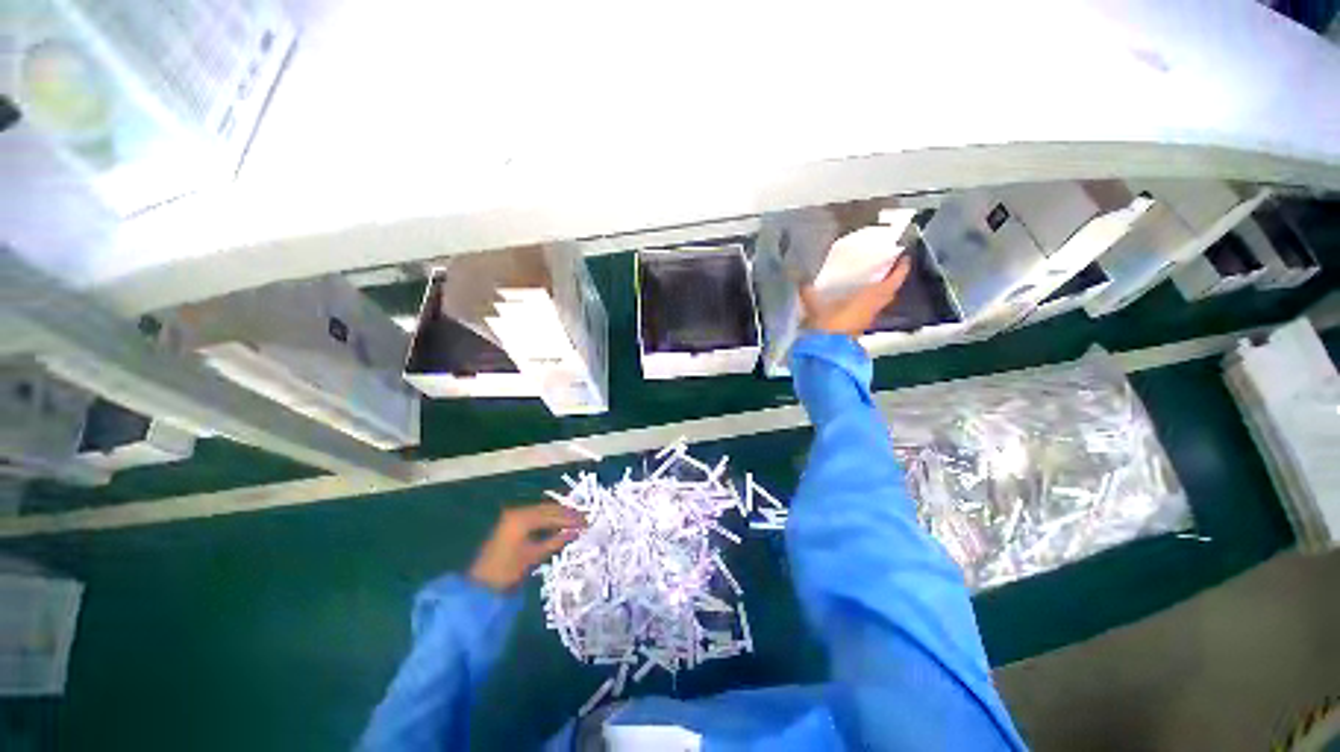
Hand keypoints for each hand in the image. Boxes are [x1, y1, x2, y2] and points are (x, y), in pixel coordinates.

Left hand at [469, 503, 584, 591]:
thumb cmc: (507, 571)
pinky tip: (558, 524)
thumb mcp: (533, 556)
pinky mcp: (511, 523)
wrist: (480, 586)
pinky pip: (535, 516)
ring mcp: (513, 516)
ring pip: (542, 511)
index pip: (553, 515)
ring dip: (558, 515)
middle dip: (566, 514)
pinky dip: (548, 519)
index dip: (571, 519)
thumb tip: (577, 532)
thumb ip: (556, 541)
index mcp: (522, 518)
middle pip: (548, 509)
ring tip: (575, 521)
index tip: (586, 522)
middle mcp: (518, 512)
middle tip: (584, 519)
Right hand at [799, 255, 912, 336]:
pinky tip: (857, 303)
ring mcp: (867, 320)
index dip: (900, 271)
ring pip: (880, 304)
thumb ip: (809, 293)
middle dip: (891, 282)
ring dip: (880, 294)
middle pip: (889, 294)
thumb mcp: (815, 306)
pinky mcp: (859, 328)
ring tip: (871, 285)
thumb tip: (801, 280)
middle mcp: (872, 308)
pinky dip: (868, 305)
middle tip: (887, 271)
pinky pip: (869, 312)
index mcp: (869, 298)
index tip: (904, 259)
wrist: (827, 351)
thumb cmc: (827, 324)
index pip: (892, 283)